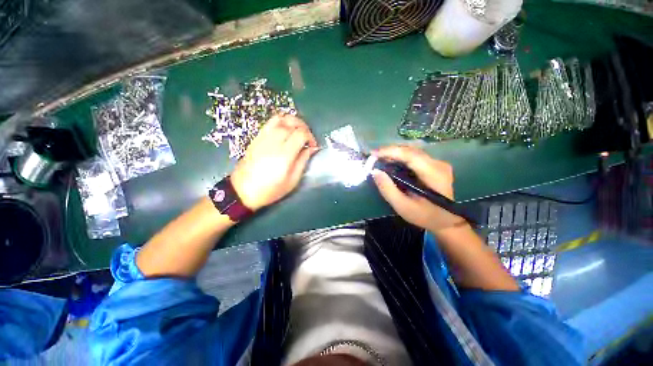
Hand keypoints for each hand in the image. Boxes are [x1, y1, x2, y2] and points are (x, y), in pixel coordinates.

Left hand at [230, 114, 317, 210]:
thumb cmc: (270, 190)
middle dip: (303, 127)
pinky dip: (281, 122)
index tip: (312, 146)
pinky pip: (270, 122)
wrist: (243, 191)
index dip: (310, 137)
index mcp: (284, 155)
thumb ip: (303, 161)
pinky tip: (285, 131)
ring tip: (297, 131)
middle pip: (292, 123)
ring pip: (280, 118)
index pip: (301, 134)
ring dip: (292, 121)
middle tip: (307, 137)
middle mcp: (273, 142)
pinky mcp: (256, 138)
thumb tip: (312, 148)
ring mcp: (263, 138)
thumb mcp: (292, 180)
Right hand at [371, 146, 462, 231]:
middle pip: (410, 150)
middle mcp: (438, 164)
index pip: (410, 155)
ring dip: (394, 154)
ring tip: (379, 159)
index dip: (390, 151)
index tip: (373, 154)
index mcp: (433, 174)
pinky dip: (400, 158)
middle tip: (373, 157)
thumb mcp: (402, 206)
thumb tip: (375, 171)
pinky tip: (391, 162)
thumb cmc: (424, 216)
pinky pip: (414, 156)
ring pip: (412, 152)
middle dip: (390, 151)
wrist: (446, 221)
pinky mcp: (435, 165)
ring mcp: (438, 163)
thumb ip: (387, 189)